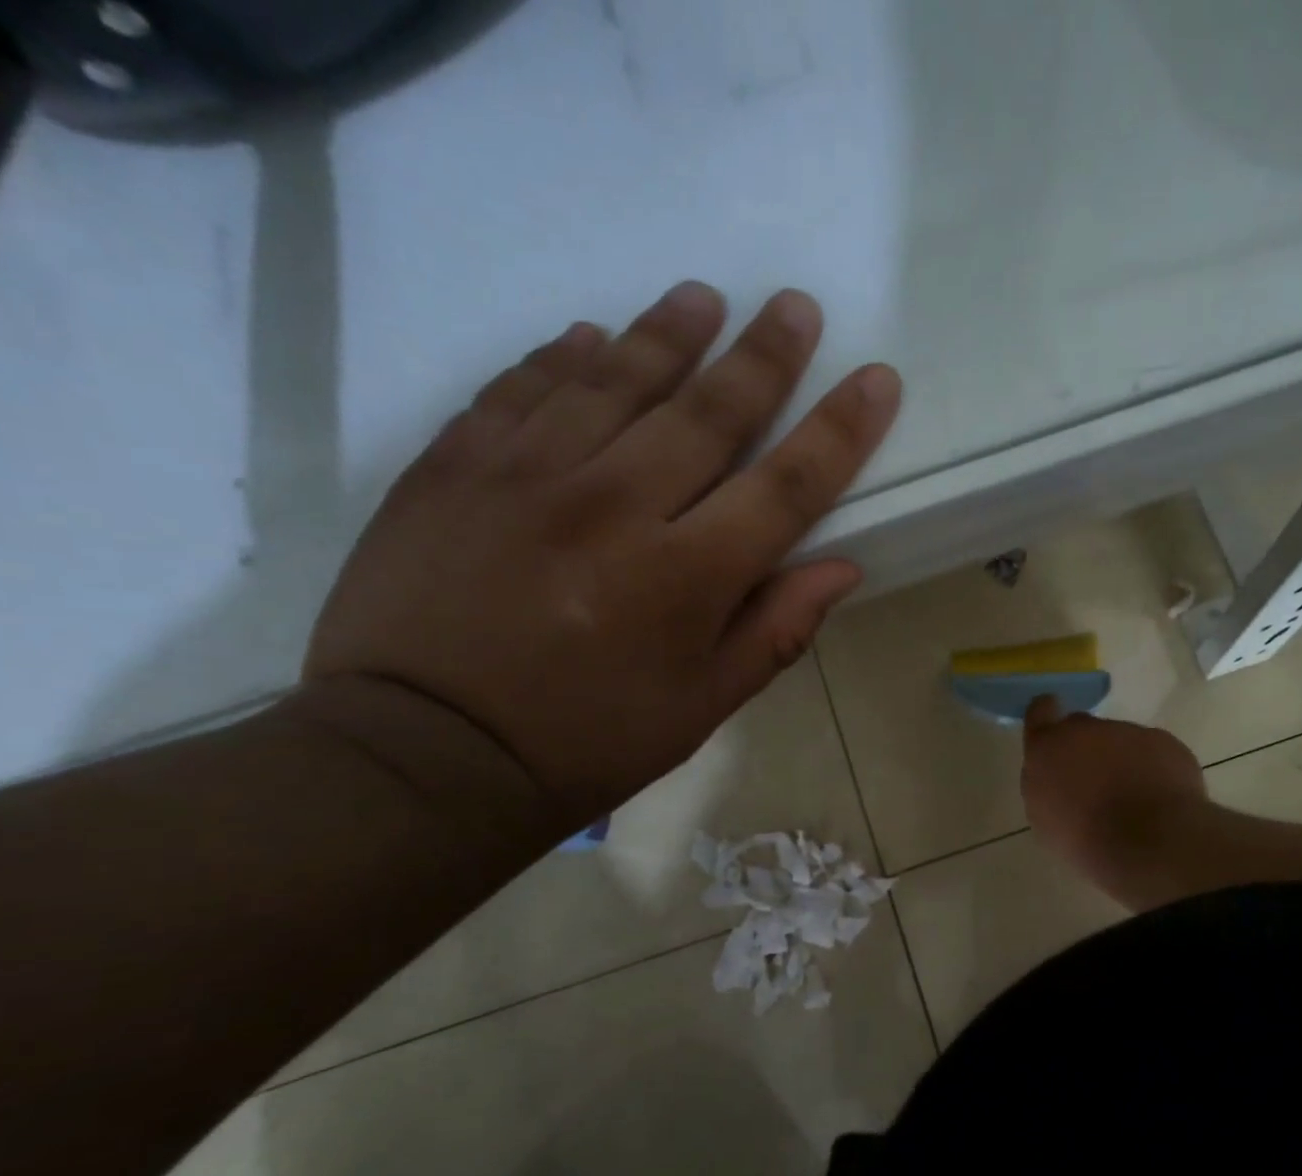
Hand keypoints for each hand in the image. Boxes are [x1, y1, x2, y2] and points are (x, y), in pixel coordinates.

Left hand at [302, 282, 901, 828]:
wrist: (426, 754)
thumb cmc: (586, 742)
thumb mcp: (701, 707)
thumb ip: (775, 631)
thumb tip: (842, 569)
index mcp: (686, 578)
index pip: (786, 486)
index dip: (839, 430)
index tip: (875, 379)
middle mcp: (615, 508)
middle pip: (707, 412)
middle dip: (763, 355)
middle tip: (794, 305)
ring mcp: (526, 476)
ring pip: (614, 380)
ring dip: (667, 333)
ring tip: (701, 296)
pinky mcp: (453, 467)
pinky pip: (520, 389)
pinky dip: (560, 358)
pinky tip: (588, 337)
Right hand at [1021, 696, 1206, 886]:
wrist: (1149, 844)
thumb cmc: (1085, 840)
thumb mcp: (1044, 820)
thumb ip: (1046, 785)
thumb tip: (1057, 777)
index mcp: (1049, 746)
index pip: (1040, 711)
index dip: (1046, 719)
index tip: (1054, 736)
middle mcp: (1086, 728)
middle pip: (1082, 728)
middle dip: (1085, 749)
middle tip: (1094, 785)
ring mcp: (1129, 731)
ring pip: (1120, 741)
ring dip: (1121, 761)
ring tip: (1132, 800)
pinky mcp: (1164, 742)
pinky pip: (1152, 751)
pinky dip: (1152, 769)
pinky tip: (1157, 799)